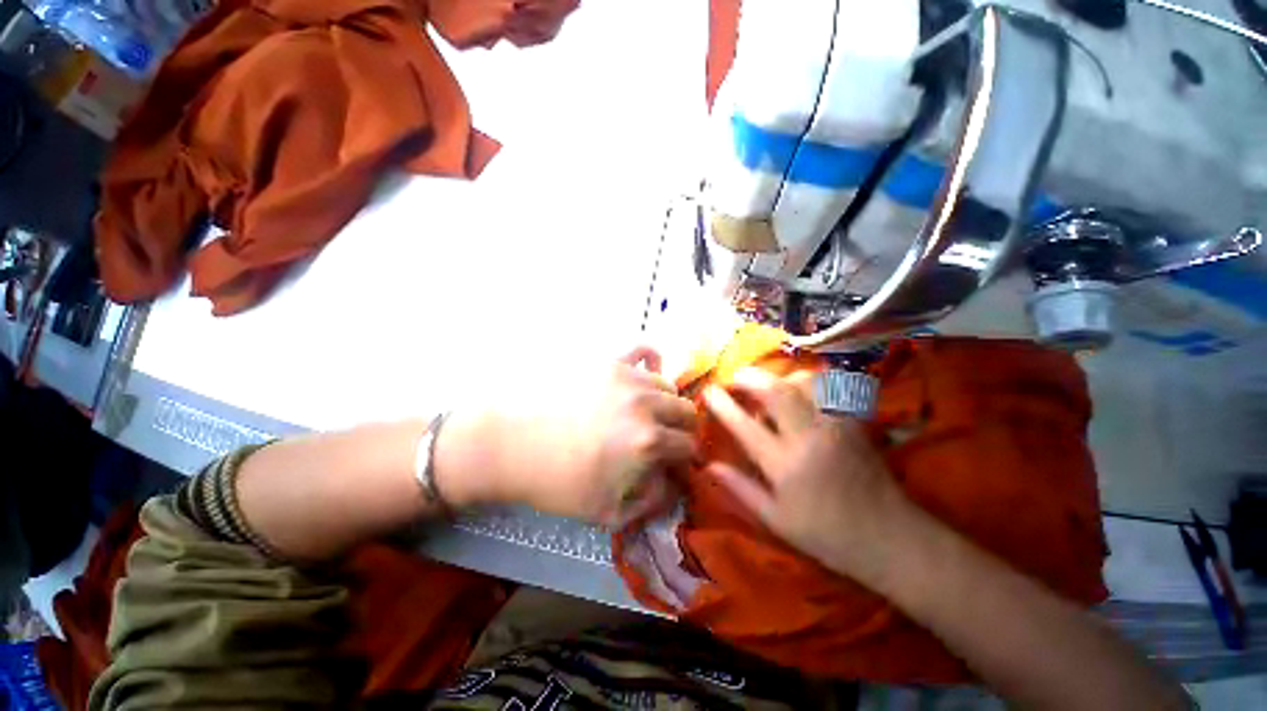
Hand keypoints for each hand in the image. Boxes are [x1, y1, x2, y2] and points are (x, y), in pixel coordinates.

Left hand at [439, 348, 697, 525]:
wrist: (507, 442)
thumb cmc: (554, 480)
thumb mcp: (605, 511)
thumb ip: (650, 502)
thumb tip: (672, 483)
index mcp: (648, 441)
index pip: (688, 446)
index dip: (684, 459)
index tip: (673, 464)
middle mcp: (645, 403)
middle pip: (687, 411)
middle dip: (681, 429)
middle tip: (663, 440)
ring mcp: (626, 376)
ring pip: (668, 385)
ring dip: (664, 403)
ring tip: (645, 414)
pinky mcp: (607, 360)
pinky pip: (644, 350)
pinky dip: (652, 361)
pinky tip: (644, 373)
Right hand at [702, 368, 912, 585]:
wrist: (889, 538)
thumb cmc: (826, 534)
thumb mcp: (776, 520)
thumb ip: (740, 489)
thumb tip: (709, 465)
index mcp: (786, 466)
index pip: (745, 426)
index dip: (722, 405)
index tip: (708, 392)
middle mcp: (810, 438)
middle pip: (776, 391)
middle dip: (750, 377)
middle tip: (735, 377)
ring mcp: (836, 425)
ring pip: (805, 382)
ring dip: (780, 377)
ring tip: (769, 386)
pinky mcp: (855, 421)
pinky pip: (830, 386)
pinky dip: (809, 380)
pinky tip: (800, 389)